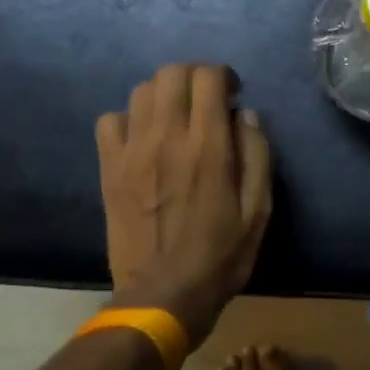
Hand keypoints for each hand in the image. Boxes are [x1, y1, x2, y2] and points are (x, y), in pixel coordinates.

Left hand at [96, 64, 272, 347]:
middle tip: (205, 100)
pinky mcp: (109, 168)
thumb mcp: (259, 210)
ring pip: (141, 91)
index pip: (208, 78)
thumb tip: (245, 114)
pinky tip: (143, 138)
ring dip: (164, 94)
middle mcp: (167, 138)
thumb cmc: (220, 255)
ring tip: (176, 117)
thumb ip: (257, 155)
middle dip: (193, 76)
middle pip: (172, 73)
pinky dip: (129, 119)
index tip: (232, 93)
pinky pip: (110, 120)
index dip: (223, 76)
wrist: (163, 295)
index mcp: (208, 147)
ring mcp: (132, 152)